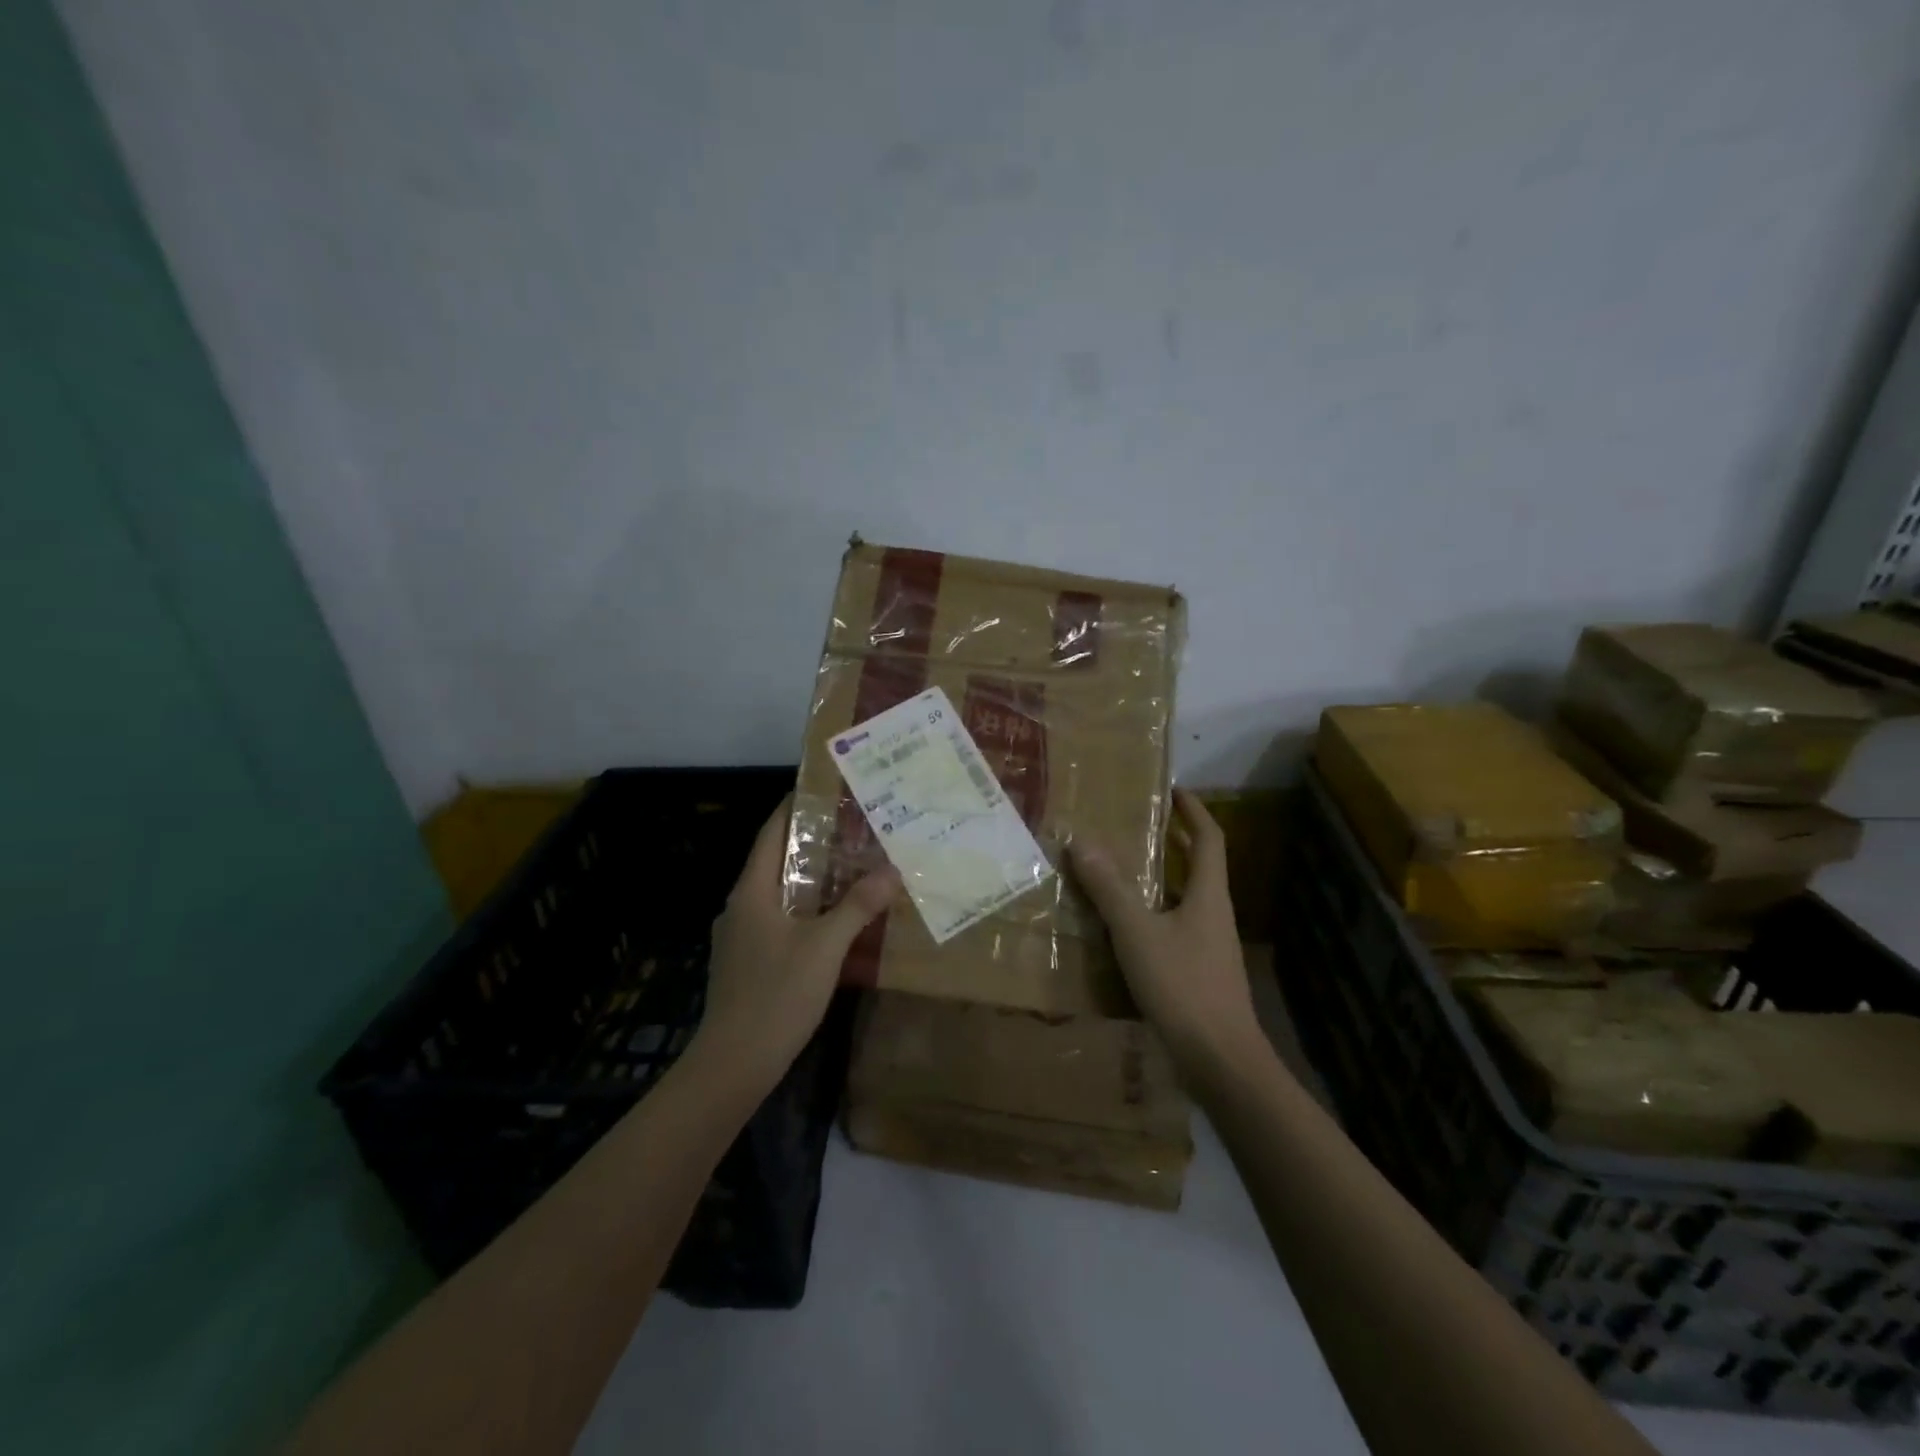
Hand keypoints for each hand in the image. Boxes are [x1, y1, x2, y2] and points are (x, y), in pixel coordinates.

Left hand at [695, 795, 899, 1082]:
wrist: (733, 1064)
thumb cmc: (776, 995)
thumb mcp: (825, 947)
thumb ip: (857, 907)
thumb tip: (891, 871)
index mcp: (752, 891)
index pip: (771, 832)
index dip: (795, 807)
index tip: (826, 789)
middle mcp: (742, 905)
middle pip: (777, 860)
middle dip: (813, 843)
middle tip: (856, 828)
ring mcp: (741, 936)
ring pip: (780, 893)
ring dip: (813, 879)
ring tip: (853, 867)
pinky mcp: (748, 961)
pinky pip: (780, 920)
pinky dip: (807, 909)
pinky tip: (835, 920)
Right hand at [1068, 788, 1261, 1070]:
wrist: (1220, 1061)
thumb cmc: (1182, 986)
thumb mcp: (1137, 932)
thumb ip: (1109, 888)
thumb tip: (1081, 841)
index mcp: (1208, 896)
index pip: (1209, 839)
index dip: (1194, 811)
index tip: (1173, 790)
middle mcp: (1213, 915)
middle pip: (1197, 867)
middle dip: (1172, 843)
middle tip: (1136, 825)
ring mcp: (1209, 947)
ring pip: (1183, 900)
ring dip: (1157, 881)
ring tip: (1118, 870)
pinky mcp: (1199, 974)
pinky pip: (1173, 929)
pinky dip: (1151, 916)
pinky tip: (1122, 929)